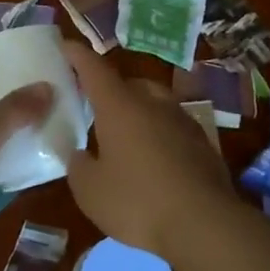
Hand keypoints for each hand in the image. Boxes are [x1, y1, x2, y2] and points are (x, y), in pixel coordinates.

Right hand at [63, 43, 236, 267]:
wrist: (205, 224)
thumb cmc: (138, 201)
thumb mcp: (90, 191)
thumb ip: (79, 166)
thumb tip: (80, 154)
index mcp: (119, 106)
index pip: (94, 68)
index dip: (77, 55)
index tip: (64, 45)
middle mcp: (152, 103)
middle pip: (128, 83)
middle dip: (110, 90)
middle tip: (94, 107)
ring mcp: (182, 120)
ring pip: (154, 103)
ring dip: (138, 112)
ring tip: (125, 137)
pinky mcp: (203, 143)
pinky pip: (172, 127)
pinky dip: (159, 134)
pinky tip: (154, 161)